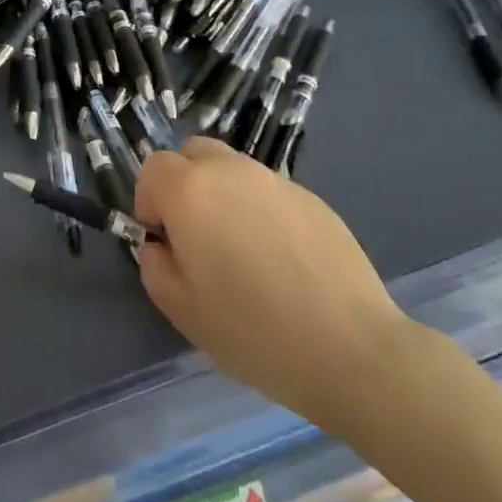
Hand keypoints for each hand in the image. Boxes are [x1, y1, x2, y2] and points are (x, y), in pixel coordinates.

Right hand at [134, 137, 417, 437]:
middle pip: (192, 153)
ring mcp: (275, 181)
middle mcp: (230, 171)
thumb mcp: (181, 310)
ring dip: (223, 195)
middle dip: (184, 184)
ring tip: (242, 251)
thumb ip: (154, 265)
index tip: (165, 242)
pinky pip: (269, 192)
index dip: (150, 202)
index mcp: (191, 190)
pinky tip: (281, 261)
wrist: (351, 348)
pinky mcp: (312, 198)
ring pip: (232, 170)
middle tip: (197, 236)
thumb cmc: (253, 331)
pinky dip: (261, 212)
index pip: (153, 168)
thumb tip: (160, 245)